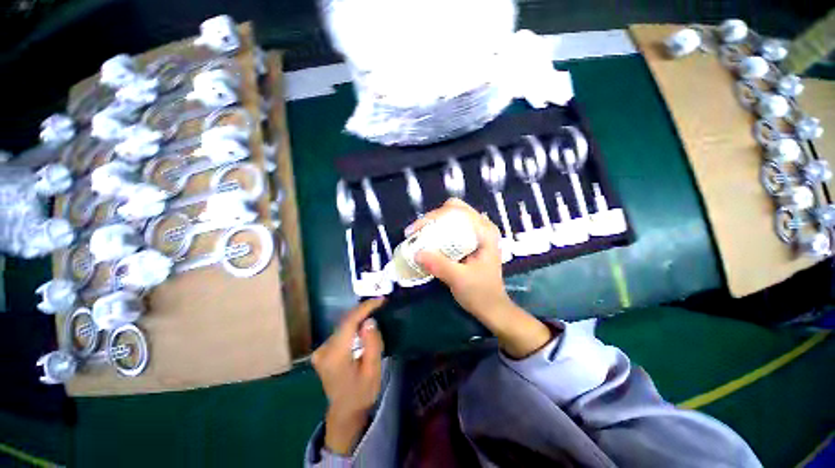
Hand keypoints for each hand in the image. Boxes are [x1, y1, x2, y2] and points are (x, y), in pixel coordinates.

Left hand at [311, 298, 384, 454]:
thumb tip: (369, 321)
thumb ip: (372, 345)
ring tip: (375, 308)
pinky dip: (353, 324)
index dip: (365, 308)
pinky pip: (340, 331)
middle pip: (345, 321)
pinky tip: (363, 322)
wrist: (344, 412)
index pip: (349, 322)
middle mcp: (323, 350)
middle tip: (380, 302)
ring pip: (343, 325)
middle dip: (363, 310)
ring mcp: (321, 350)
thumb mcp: (373, 371)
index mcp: (335, 356)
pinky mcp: (323, 350)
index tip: (380, 299)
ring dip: (358, 316)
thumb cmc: (362, 393)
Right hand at [409, 198, 551, 358]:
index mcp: (485, 231)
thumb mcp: (459, 279)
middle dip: (433, 218)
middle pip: (454, 209)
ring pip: (452, 217)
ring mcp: (478, 233)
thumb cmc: (481, 293)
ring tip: (419, 235)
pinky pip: (453, 228)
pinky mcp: (471, 241)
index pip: (458, 211)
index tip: (416, 230)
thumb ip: (439, 265)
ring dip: (434, 223)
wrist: (492, 308)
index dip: (434, 216)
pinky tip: (429, 241)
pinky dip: (439, 231)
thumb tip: (416, 253)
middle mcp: (483, 227)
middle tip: (417, 232)